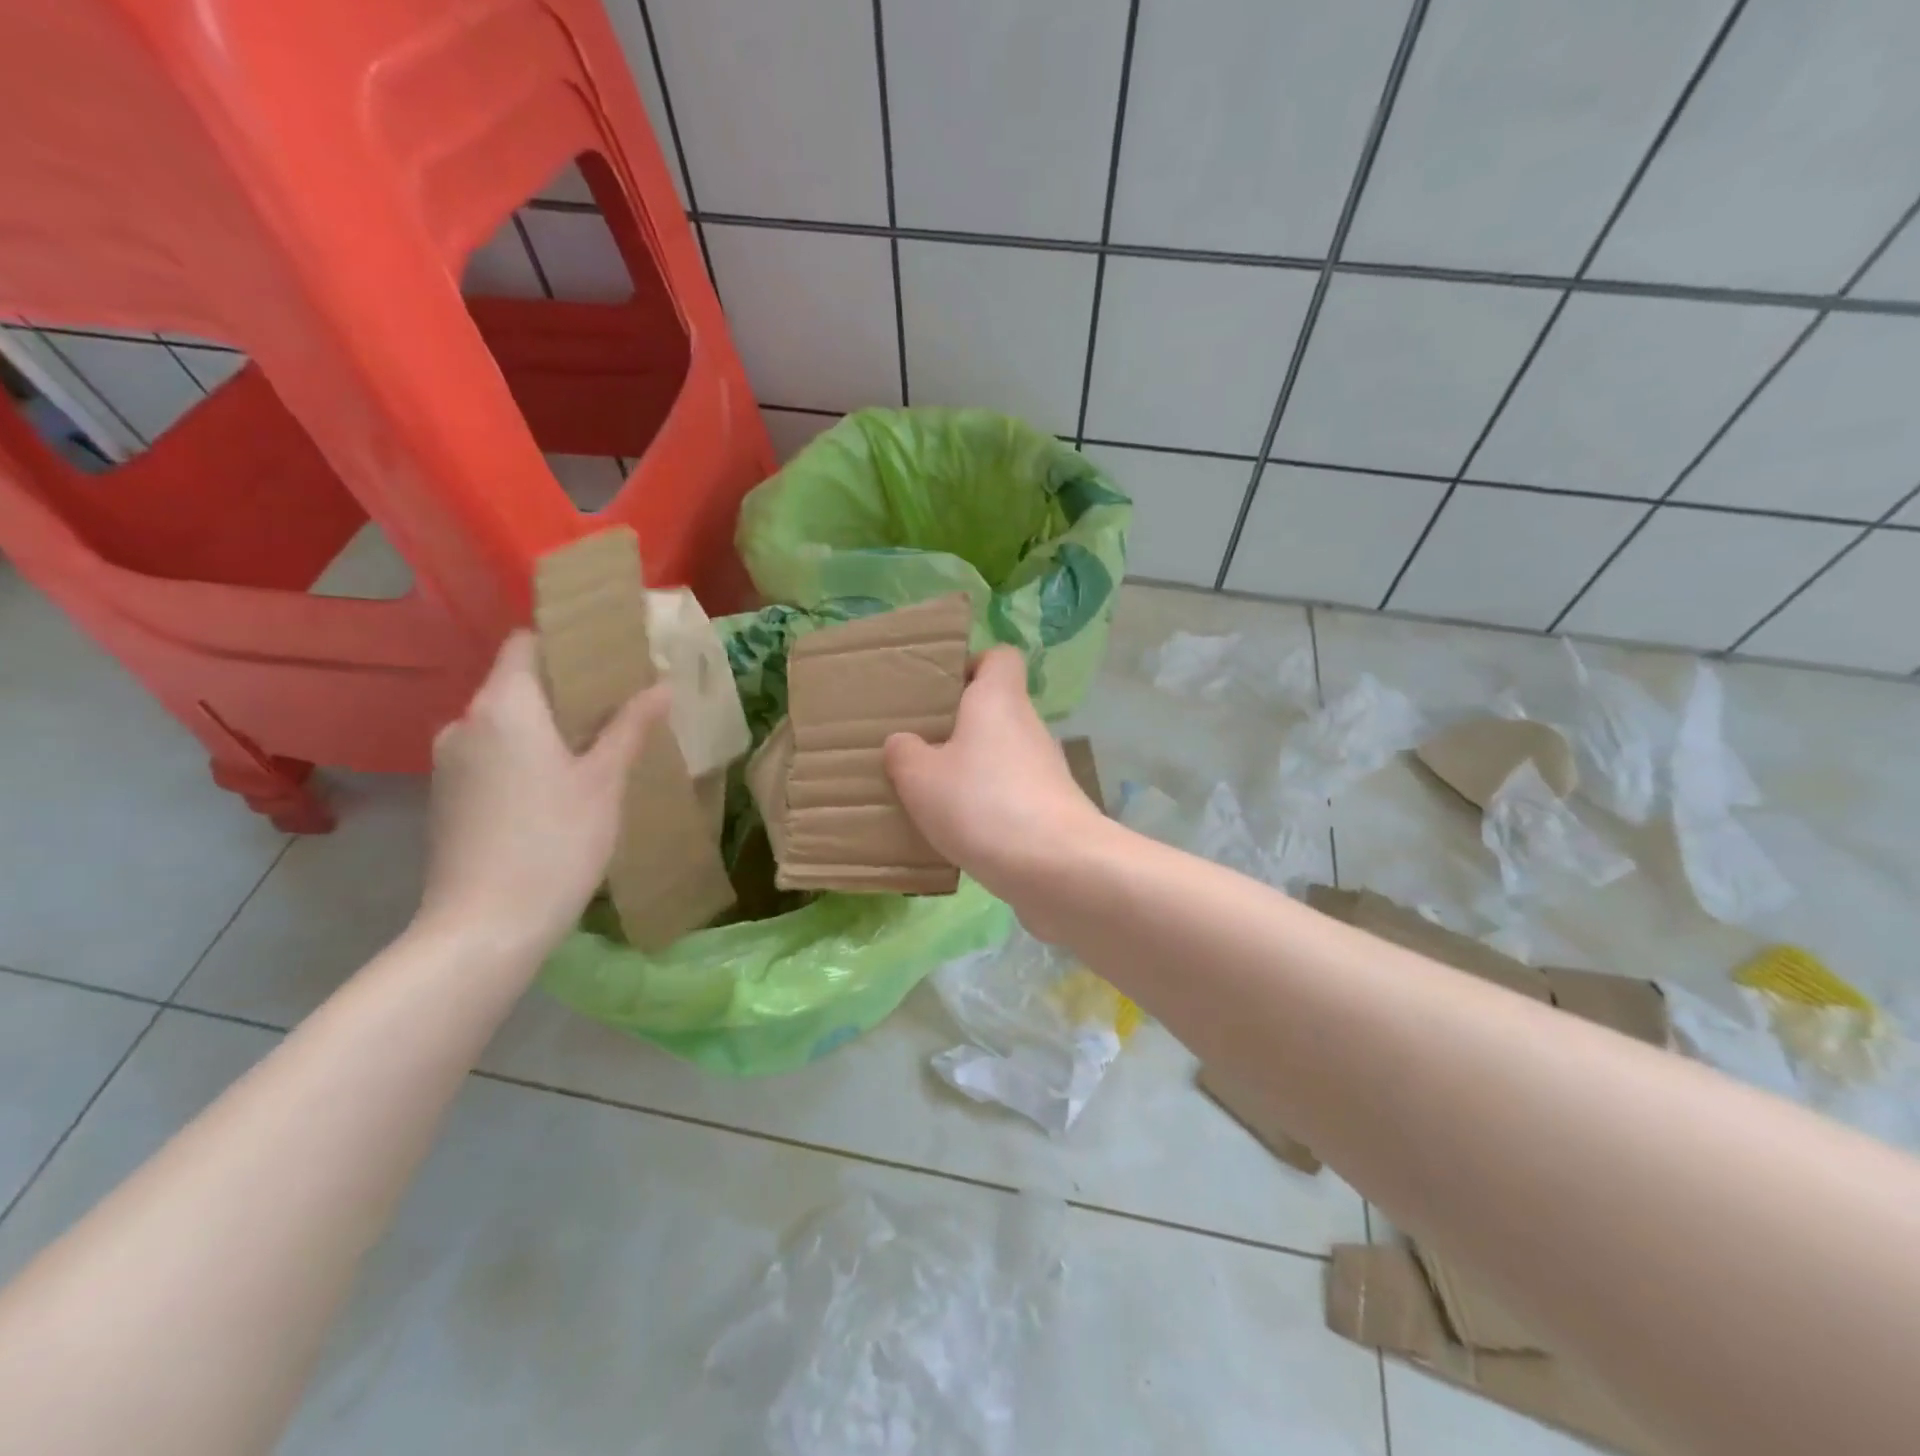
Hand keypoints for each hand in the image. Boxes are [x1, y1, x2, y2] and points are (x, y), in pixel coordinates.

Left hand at [417, 631, 667, 955]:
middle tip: (617, 709)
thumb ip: (631, 726)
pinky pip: (490, 757)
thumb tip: (661, 684)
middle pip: (515, 684)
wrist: (485, 927)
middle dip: (564, 691)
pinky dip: (523, 758)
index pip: (524, 644)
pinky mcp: (446, 799)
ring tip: (593, 752)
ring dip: (544, 728)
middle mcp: (465, 723)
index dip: (564, 643)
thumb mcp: (605, 781)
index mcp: (504, 706)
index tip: (607, 660)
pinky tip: (557, 792)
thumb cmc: (556, 842)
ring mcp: (449, 763)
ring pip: (503, 724)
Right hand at [884, 647, 1107, 912]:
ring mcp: (1045, 770)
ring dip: (973, 771)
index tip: (940, 691)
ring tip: (932, 796)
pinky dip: (989, 807)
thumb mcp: (920, 777)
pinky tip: (960, 833)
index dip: (971, 665)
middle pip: (996, 711)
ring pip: (1002, 756)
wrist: (1056, 867)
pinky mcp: (1052, 809)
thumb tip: (905, 743)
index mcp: (998, 699)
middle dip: (959, 727)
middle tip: (920, 749)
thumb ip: (904, 753)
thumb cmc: (981, 804)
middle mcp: (1028, 726)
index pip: (999, 657)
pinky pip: (1012, 795)